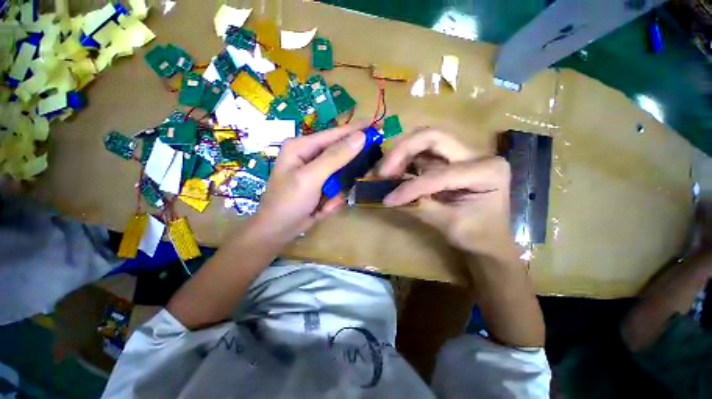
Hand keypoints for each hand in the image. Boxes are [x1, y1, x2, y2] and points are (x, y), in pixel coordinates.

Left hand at [251, 122, 367, 244]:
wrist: (277, 231)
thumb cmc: (288, 201)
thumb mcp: (311, 177)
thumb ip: (335, 157)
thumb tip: (360, 137)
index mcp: (302, 147)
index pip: (334, 134)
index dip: (355, 129)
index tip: (376, 123)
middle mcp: (309, 156)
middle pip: (340, 155)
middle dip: (348, 171)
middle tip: (358, 177)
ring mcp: (316, 172)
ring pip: (341, 175)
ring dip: (337, 192)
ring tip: (327, 202)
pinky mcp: (321, 186)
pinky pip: (337, 188)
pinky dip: (332, 200)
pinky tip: (321, 209)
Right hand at [378, 128, 516, 259]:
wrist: (489, 239)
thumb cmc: (478, 236)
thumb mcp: (449, 225)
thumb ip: (419, 207)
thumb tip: (388, 198)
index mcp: (488, 171)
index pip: (441, 174)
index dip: (411, 187)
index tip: (388, 199)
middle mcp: (477, 154)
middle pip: (433, 138)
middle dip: (402, 151)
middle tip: (383, 171)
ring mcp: (462, 154)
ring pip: (425, 140)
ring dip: (401, 153)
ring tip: (385, 172)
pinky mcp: (448, 160)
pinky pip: (422, 152)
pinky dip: (404, 159)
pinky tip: (394, 172)